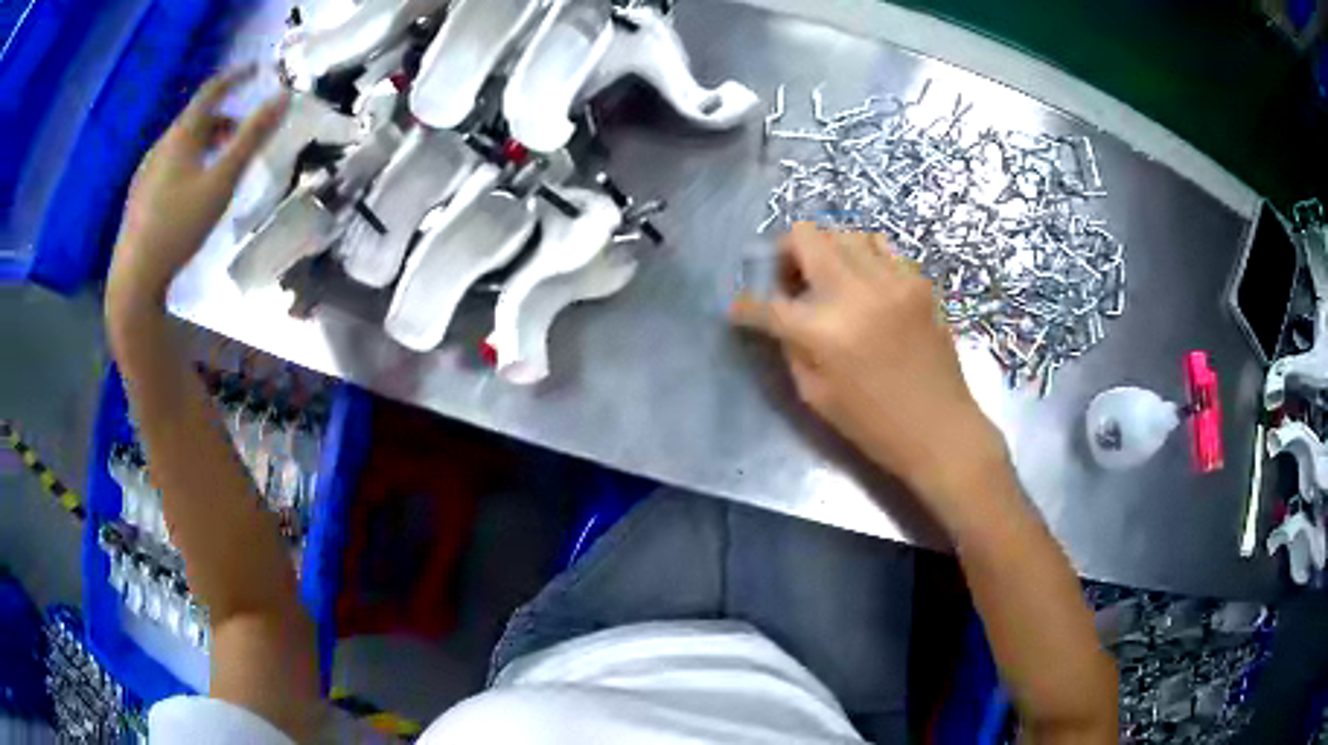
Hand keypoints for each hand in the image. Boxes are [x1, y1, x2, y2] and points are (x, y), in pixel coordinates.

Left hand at [109, 66, 288, 310]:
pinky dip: (187, 162)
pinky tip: (191, 189)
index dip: (235, 76)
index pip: (211, 91)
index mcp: (181, 136)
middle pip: (195, 119)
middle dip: (222, 118)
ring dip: (204, 142)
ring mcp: (146, 172)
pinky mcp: (139, 196)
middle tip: (242, 132)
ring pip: (181, 143)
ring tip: (220, 163)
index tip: (256, 69)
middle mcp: (161, 146)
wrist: (133, 278)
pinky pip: (168, 164)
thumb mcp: (221, 182)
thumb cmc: (179, 226)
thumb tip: (283, 97)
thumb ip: (252, 138)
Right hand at [731, 223, 1007, 506]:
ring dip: (824, 249)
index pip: (767, 303)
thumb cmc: (875, 425)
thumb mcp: (816, 396)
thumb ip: (792, 348)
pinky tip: (862, 279)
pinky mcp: (917, 281)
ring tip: (826, 277)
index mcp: (824, 332)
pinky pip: (880, 245)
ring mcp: (891, 281)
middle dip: (784, 254)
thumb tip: (780, 319)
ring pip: (843, 233)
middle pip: (805, 237)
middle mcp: (856, 293)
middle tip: (787, 279)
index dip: (745, 306)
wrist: (941, 429)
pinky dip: (861, 254)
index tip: (740, 308)